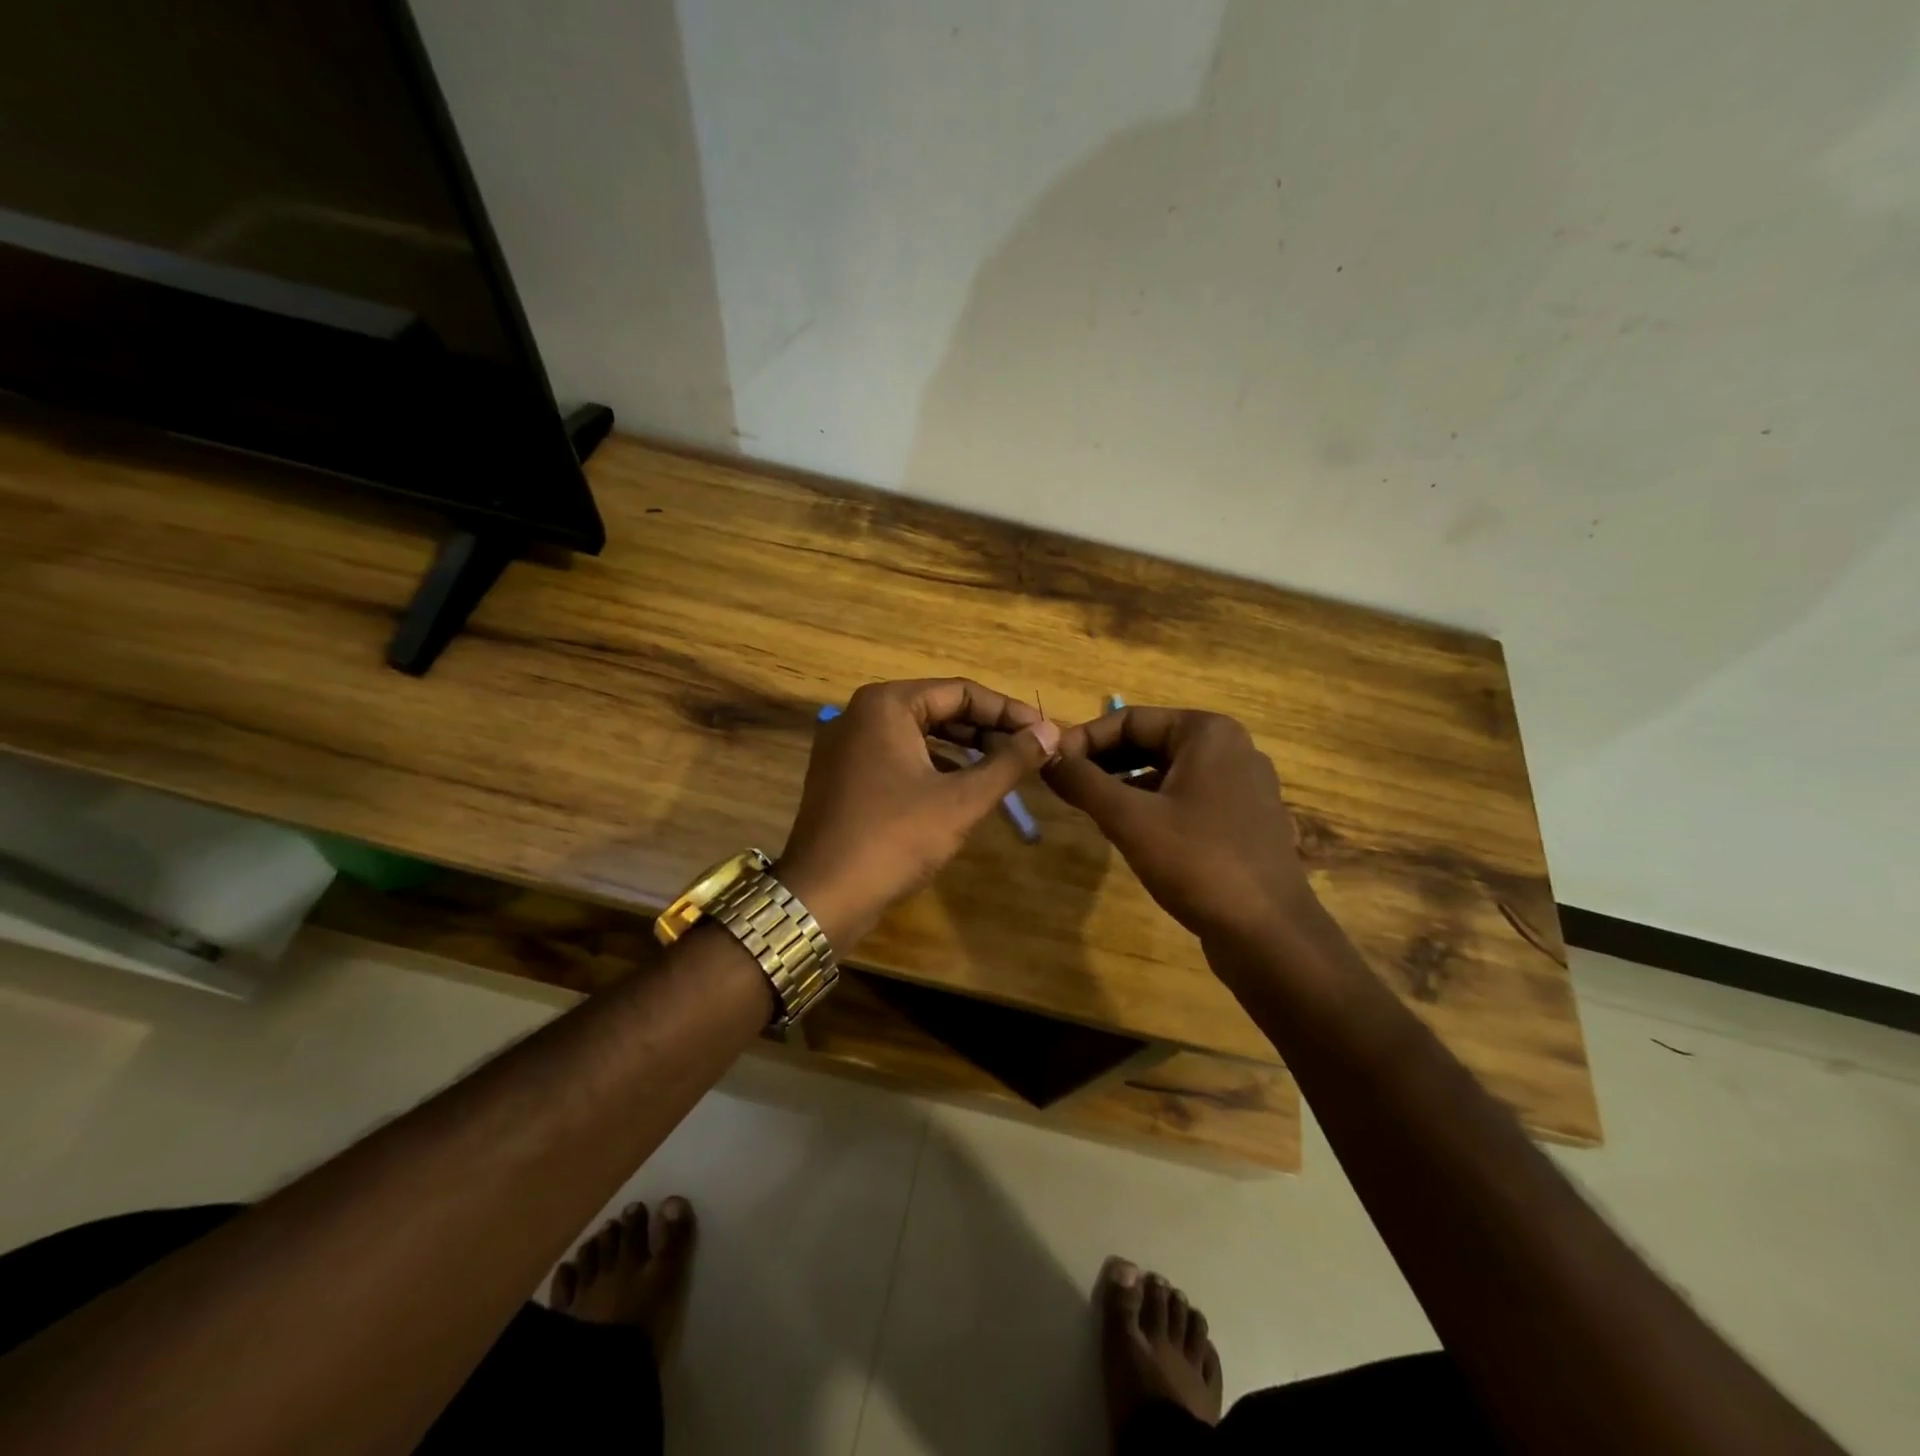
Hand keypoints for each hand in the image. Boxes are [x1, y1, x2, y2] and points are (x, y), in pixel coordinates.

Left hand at [778, 679, 1060, 948]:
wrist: (823, 898)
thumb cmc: (895, 839)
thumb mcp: (961, 800)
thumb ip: (1009, 761)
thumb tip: (1049, 733)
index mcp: (886, 704)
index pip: (961, 692)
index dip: (1008, 711)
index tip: (1045, 732)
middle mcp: (861, 714)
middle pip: (938, 709)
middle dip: (986, 730)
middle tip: (1030, 751)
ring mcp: (846, 746)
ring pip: (919, 735)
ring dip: (963, 749)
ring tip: (1005, 768)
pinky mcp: (843, 776)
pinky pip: (899, 757)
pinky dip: (934, 767)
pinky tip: (963, 788)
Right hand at [1043, 707, 1317, 951]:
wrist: (1268, 933)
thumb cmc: (1197, 862)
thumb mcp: (1129, 819)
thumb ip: (1083, 782)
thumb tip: (1046, 757)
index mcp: (1207, 733)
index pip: (1130, 719)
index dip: (1084, 739)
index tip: (1051, 764)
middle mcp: (1230, 748)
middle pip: (1150, 741)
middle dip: (1104, 762)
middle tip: (1065, 786)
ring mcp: (1242, 785)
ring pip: (1167, 771)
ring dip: (1125, 783)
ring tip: (1089, 807)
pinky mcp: (1244, 819)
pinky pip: (1187, 796)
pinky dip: (1153, 804)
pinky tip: (1129, 830)